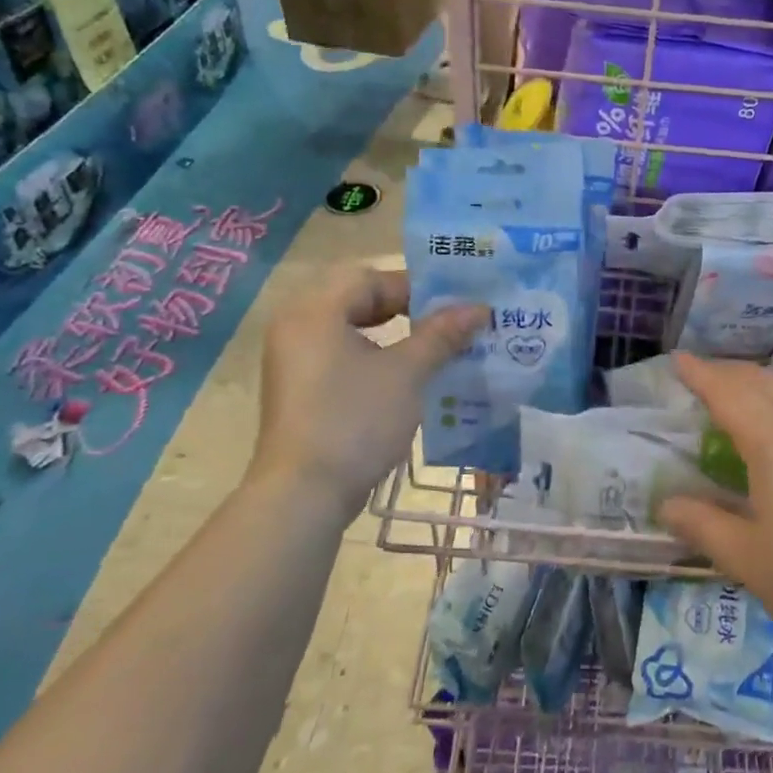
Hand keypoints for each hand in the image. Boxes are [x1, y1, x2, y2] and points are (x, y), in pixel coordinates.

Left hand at [250, 267, 486, 527]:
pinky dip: (373, 358)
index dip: (416, 287)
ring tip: (434, 348)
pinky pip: (341, 356)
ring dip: (393, 335)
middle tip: (447, 323)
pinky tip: (405, 377)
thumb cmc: (355, 420)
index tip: (454, 305)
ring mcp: (293, 361)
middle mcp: (296, 327)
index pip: (370, 278)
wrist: (304, 495)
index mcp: (315, 311)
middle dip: (406, 309)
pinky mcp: (299, 390)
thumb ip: (442, 334)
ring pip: (351, 330)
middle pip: (358, 300)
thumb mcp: (408, 372)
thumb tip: (479, 308)